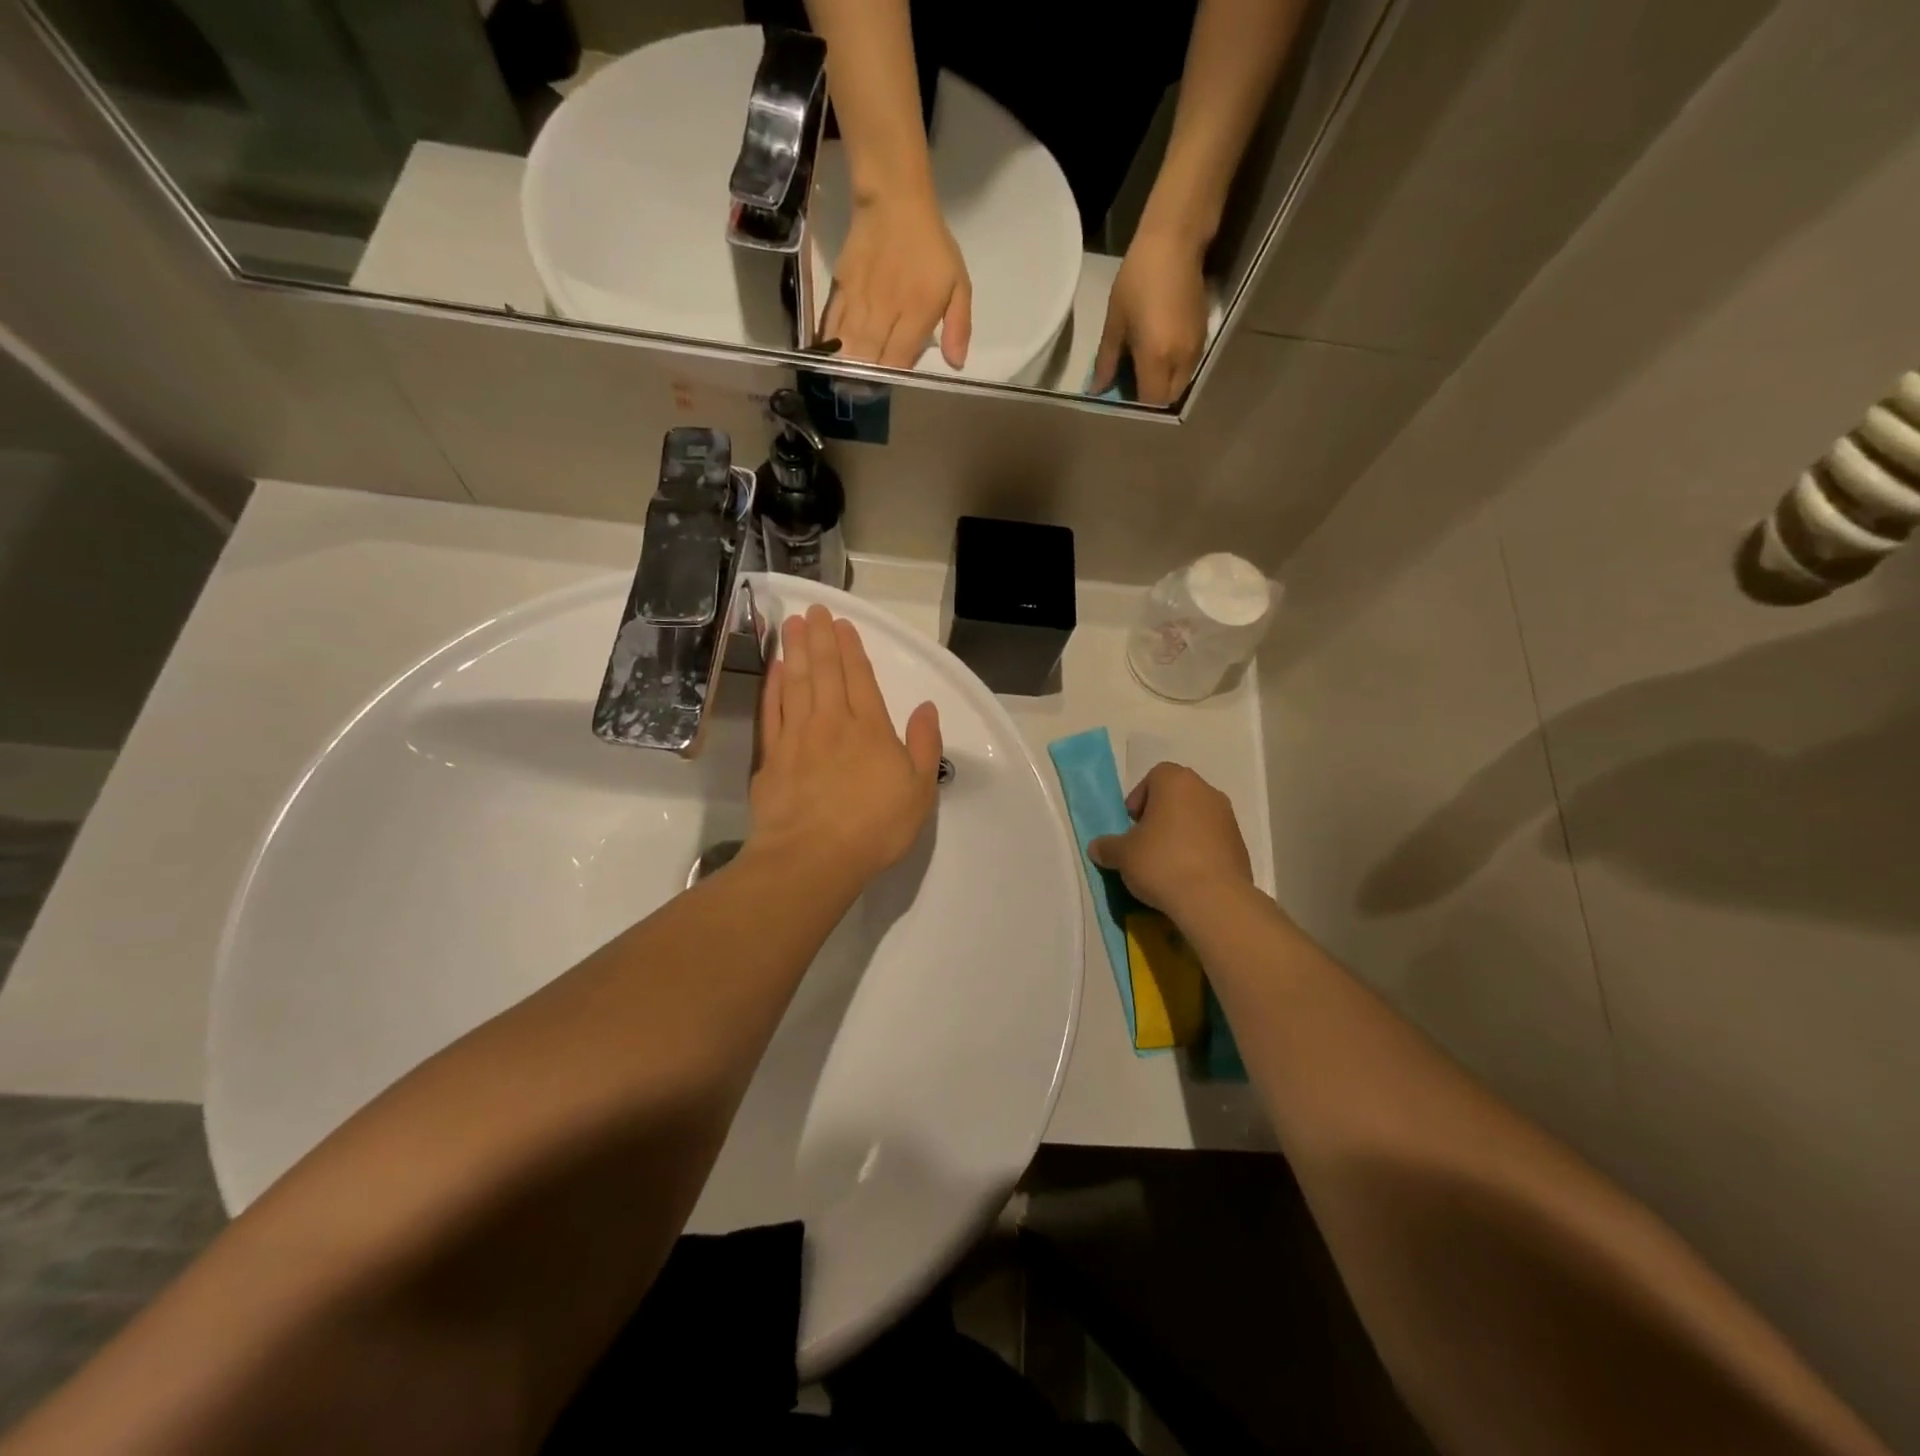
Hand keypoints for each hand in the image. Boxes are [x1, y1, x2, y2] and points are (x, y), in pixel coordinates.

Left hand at [748, 606, 942, 890]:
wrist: (812, 857)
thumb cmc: (874, 827)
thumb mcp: (920, 791)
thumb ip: (925, 746)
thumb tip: (927, 708)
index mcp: (870, 729)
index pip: (860, 678)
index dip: (851, 649)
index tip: (842, 624)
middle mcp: (832, 722)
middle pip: (825, 671)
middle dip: (820, 638)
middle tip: (813, 610)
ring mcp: (797, 737)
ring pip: (796, 683)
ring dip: (794, 651)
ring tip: (791, 625)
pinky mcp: (771, 756)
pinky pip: (772, 710)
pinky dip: (773, 686)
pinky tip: (774, 671)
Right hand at [821, 187, 971, 369]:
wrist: (894, 200)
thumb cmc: (931, 245)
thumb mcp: (959, 283)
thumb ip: (959, 326)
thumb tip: (956, 364)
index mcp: (916, 314)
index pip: (898, 360)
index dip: (892, 379)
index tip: (890, 386)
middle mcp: (885, 312)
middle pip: (870, 359)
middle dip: (866, 380)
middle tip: (865, 391)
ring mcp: (860, 300)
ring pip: (848, 345)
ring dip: (846, 367)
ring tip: (846, 382)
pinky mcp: (841, 287)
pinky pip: (832, 323)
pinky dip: (830, 342)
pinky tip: (830, 355)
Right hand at [1088, 764, 1253, 923]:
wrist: (1213, 899)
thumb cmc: (1161, 862)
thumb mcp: (1122, 855)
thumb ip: (1107, 847)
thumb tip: (1097, 847)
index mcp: (1176, 782)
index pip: (1155, 776)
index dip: (1140, 797)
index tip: (1132, 823)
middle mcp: (1206, 792)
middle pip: (1178, 795)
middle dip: (1160, 815)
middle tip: (1145, 841)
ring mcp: (1228, 818)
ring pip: (1197, 817)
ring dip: (1181, 832)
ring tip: (1166, 862)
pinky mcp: (1240, 845)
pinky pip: (1212, 840)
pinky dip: (1199, 850)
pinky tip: (1187, 875)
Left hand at [1092, 227, 1210, 405]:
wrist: (1175, 242)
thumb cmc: (1138, 279)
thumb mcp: (1116, 322)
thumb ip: (1107, 360)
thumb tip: (1097, 388)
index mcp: (1157, 357)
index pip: (1150, 400)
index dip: (1136, 401)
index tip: (1122, 388)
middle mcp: (1181, 358)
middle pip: (1168, 396)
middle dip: (1152, 395)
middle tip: (1133, 378)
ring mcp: (1196, 346)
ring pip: (1181, 381)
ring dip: (1164, 382)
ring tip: (1146, 363)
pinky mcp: (1204, 333)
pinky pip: (1189, 364)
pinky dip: (1175, 367)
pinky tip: (1160, 348)